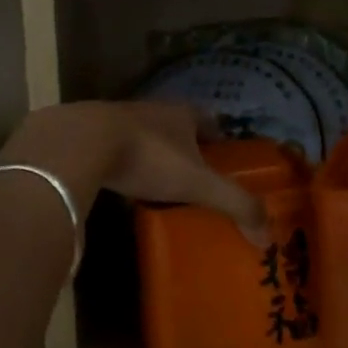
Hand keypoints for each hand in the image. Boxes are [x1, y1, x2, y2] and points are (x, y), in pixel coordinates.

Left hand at [0, 101, 267, 243]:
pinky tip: (120, 187)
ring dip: (152, 156)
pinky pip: (113, 150)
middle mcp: (151, 110)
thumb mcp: (197, 182)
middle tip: (195, 179)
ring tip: (159, 187)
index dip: (220, 140)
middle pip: (176, 128)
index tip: (226, 161)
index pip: (210, 121)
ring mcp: (116, 119)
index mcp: (181, 113)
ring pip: (144, 137)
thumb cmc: (146, 156)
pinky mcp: (87, 134)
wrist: (78, 143)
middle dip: (186, 149)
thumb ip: (234, 204)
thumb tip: (268, 237)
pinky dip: (121, 165)